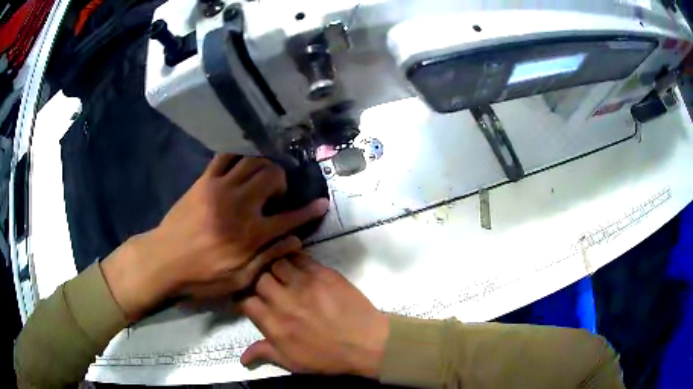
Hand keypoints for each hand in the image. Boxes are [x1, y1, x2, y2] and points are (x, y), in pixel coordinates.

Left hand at [102, 154, 328, 318]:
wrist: (163, 262)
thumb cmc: (202, 277)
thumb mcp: (239, 279)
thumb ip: (269, 257)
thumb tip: (296, 241)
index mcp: (251, 234)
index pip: (290, 218)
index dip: (309, 211)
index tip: (321, 203)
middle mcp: (240, 206)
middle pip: (272, 176)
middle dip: (282, 181)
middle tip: (275, 196)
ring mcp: (220, 189)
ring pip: (253, 162)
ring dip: (264, 167)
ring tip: (260, 181)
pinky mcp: (204, 181)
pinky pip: (226, 157)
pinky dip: (239, 157)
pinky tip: (241, 166)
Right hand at [239, 253, 388, 377]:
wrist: (366, 343)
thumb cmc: (328, 357)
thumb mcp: (293, 362)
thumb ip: (264, 354)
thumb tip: (241, 358)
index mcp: (273, 324)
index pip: (245, 301)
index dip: (244, 300)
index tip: (251, 302)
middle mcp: (283, 301)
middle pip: (258, 278)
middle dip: (258, 281)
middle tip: (267, 286)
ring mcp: (303, 284)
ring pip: (276, 263)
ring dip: (275, 267)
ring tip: (281, 274)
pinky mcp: (322, 273)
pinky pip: (300, 257)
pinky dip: (294, 258)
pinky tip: (296, 264)